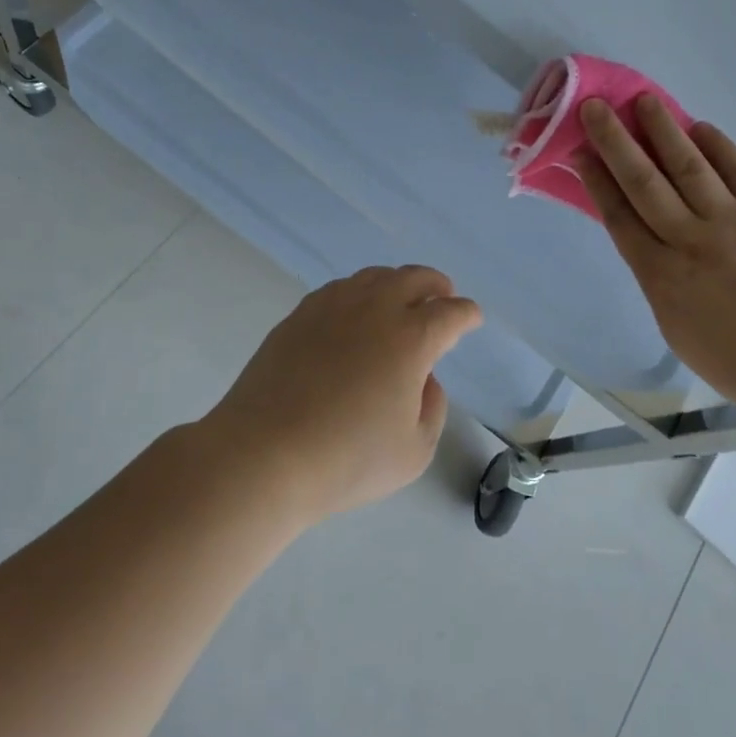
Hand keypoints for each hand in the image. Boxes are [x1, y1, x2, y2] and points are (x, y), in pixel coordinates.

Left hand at [201, 266, 482, 520]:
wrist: (264, 455)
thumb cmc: (347, 460)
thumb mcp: (414, 451)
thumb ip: (432, 408)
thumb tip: (424, 379)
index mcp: (411, 339)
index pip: (450, 313)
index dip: (466, 314)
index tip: (471, 317)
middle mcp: (375, 310)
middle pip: (414, 278)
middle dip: (436, 284)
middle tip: (443, 294)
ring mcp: (332, 308)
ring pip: (373, 277)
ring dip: (396, 282)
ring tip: (400, 298)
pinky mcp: (299, 316)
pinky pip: (339, 289)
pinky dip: (359, 292)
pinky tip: (355, 311)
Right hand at [577, 95, 735, 413]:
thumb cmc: (734, 360)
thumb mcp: (674, 327)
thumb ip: (658, 279)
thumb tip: (650, 238)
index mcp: (661, 277)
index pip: (620, 217)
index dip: (597, 181)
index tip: (581, 152)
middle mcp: (691, 242)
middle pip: (645, 183)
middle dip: (617, 143)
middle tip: (597, 108)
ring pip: (690, 168)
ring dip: (664, 131)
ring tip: (645, 101)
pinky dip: (719, 147)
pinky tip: (701, 128)